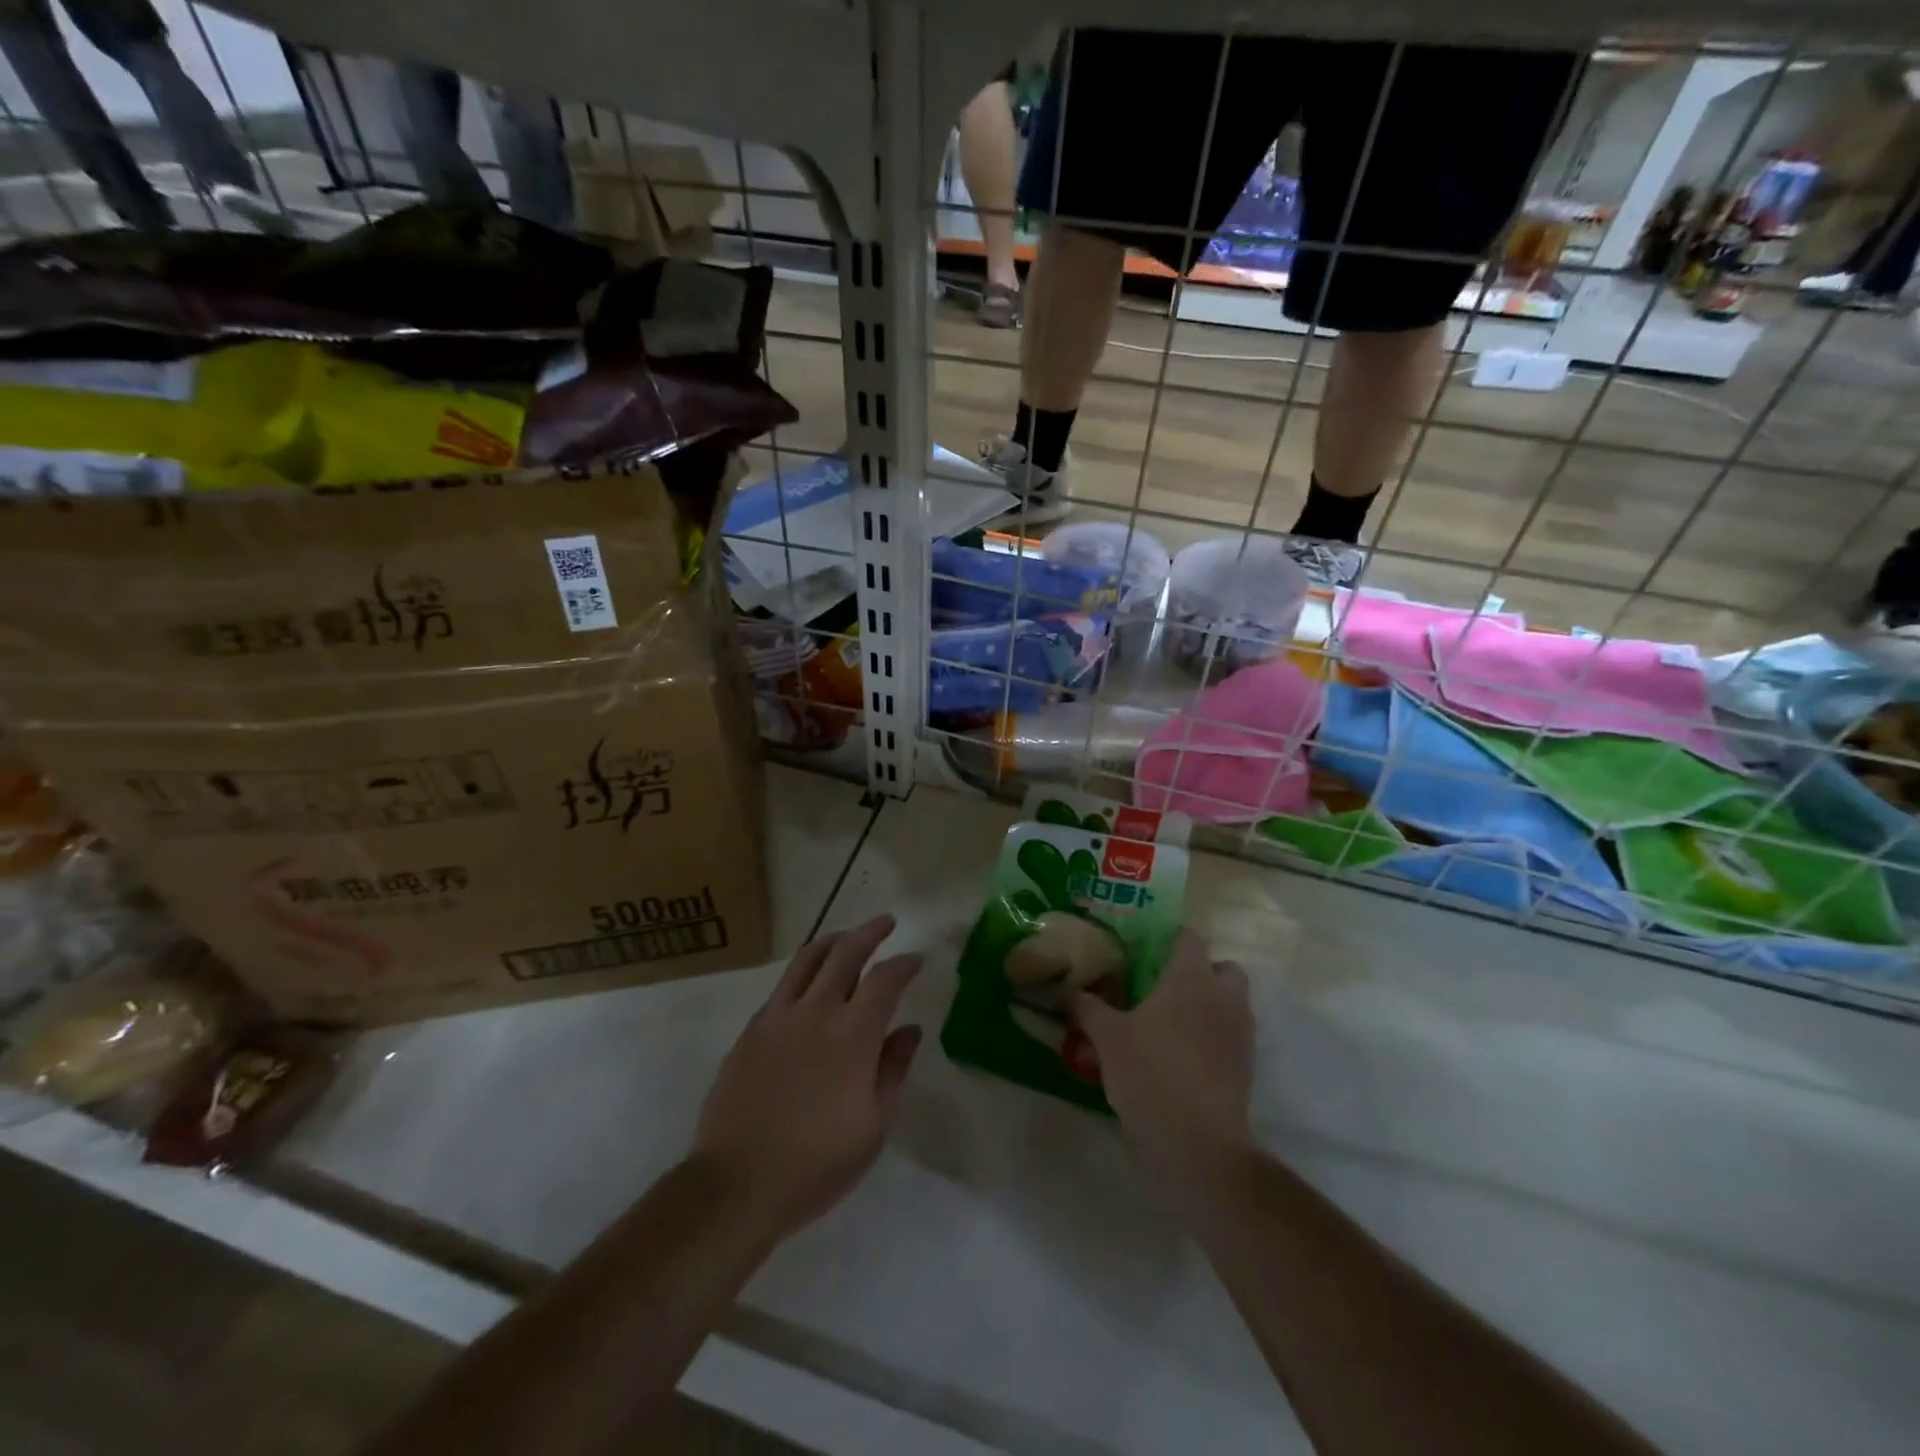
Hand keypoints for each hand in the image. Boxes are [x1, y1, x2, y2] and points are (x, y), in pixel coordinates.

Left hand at [692, 914, 921, 1241]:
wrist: (737, 1184)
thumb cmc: (816, 1164)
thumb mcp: (873, 1126)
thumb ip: (893, 1070)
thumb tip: (909, 1030)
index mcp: (852, 1035)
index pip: (884, 980)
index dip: (904, 964)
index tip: (916, 960)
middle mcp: (815, 1012)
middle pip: (845, 952)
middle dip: (870, 932)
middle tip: (886, 922)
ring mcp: (778, 1017)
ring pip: (807, 959)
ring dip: (833, 940)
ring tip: (846, 937)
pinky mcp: (751, 1030)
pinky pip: (782, 986)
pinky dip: (803, 971)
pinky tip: (809, 983)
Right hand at [1071, 928, 1252, 1182]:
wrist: (1198, 1143)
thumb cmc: (1150, 1075)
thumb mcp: (1107, 1038)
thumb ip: (1086, 1007)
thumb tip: (1066, 990)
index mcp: (1190, 978)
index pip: (1189, 937)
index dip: (1170, 938)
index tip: (1146, 948)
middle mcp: (1222, 997)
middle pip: (1223, 967)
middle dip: (1201, 971)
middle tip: (1166, 987)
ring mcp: (1240, 1032)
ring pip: (1231, 1002)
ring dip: (1210, 1004)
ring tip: (1172, 1024)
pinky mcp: (1246, 1066)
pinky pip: (1232, 1035)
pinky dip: (1214, 1037)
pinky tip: (1183, 1057)